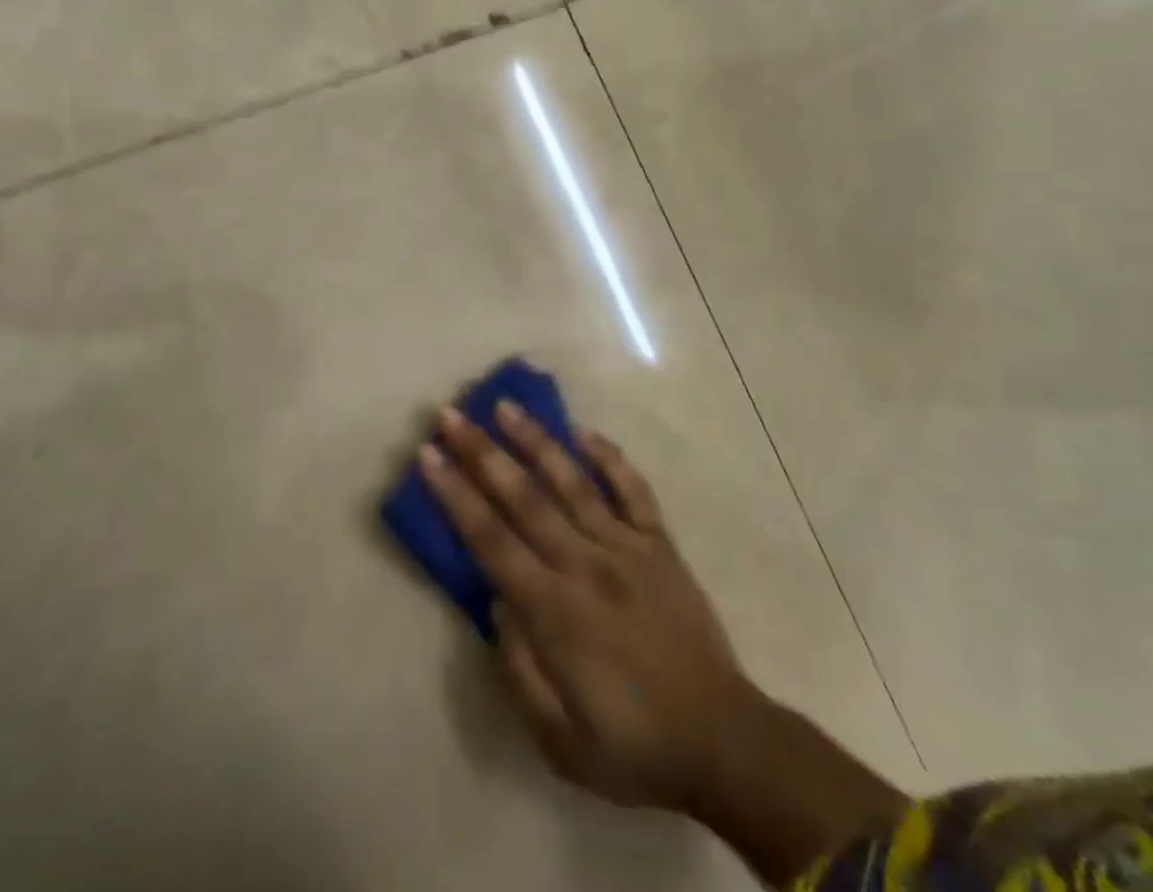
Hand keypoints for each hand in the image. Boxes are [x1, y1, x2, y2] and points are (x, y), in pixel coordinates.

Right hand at [420, 401, 750, 810]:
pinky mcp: (660, 545)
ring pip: (573, 481)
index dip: (456, 495)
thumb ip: (519, 668)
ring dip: (536, 440)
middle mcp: (585, 564)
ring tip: (506, 405)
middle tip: (451, 414)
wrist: (723, 743)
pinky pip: (633, 490)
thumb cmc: (634, 748)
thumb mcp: (559, 740)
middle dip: (482, 452)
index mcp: (554, 611)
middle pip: (524, 497)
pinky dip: (609, 457)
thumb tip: (495, 604)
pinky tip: (584, 432)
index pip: (491, 539)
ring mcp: (627, 548)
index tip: (429, 456)